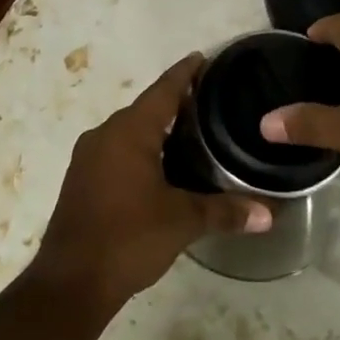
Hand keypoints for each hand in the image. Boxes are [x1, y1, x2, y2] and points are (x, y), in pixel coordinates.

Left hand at [33, 53, 271, 316]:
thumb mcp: (181, 222)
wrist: (70, 281)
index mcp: (129, 132)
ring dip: (157, 128)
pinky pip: (117, 150)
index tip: (203, 57)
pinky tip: (161, 165)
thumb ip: (224, 211)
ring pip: (129, 131)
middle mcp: (105, 134)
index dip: (184, 73)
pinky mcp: (82, 179)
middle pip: (146, 108)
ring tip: (191, 131)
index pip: (163, 90)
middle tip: (209, 100)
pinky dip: (141, 149)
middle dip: (174, 101)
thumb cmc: (128, 238)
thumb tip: (268, 214)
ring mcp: (89, 157)